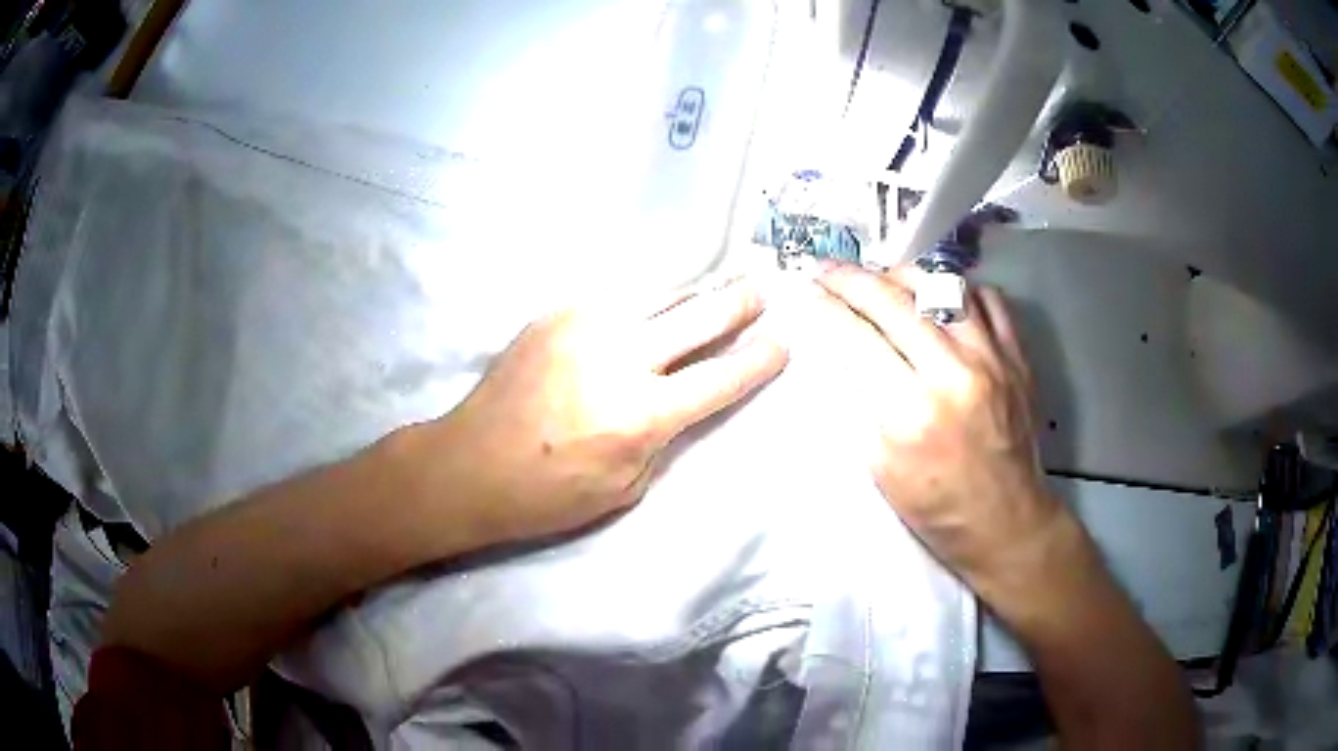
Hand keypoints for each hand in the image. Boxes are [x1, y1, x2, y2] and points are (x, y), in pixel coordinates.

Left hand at [428, 277, 787, 547]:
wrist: (469, 465)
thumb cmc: (548, 495)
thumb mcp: (623, 489)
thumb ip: (663, 438)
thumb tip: (685, 398)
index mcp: (641, 415)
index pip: (720, 377)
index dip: (759, 359)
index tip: (782, 343)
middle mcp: (619, 358)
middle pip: (698, 316)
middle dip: (738, 303)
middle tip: (759, 292)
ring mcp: (583, 327)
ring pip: (657, 290)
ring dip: (691, 292)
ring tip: (708, 294)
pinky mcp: (554, 315)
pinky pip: (614, 293)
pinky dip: (644, 296)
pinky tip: (650, 303)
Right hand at [815, 265, 1065, 587]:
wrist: (1005, 524)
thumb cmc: (937, 509)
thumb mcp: (881, 469)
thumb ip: (862, 404)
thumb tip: (843, 352)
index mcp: (912, 412)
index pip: (858, 337)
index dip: (826, 308)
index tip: (806, 291)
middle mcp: (954, 373)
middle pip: (895, 300)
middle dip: (852, 279)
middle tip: (828, 271)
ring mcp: (993, 359)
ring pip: (943, 285)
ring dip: (903, 275)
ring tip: (883, 279)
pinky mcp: (1018, 358)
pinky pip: (989, 300)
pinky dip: (959, 291)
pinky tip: (941, 300)